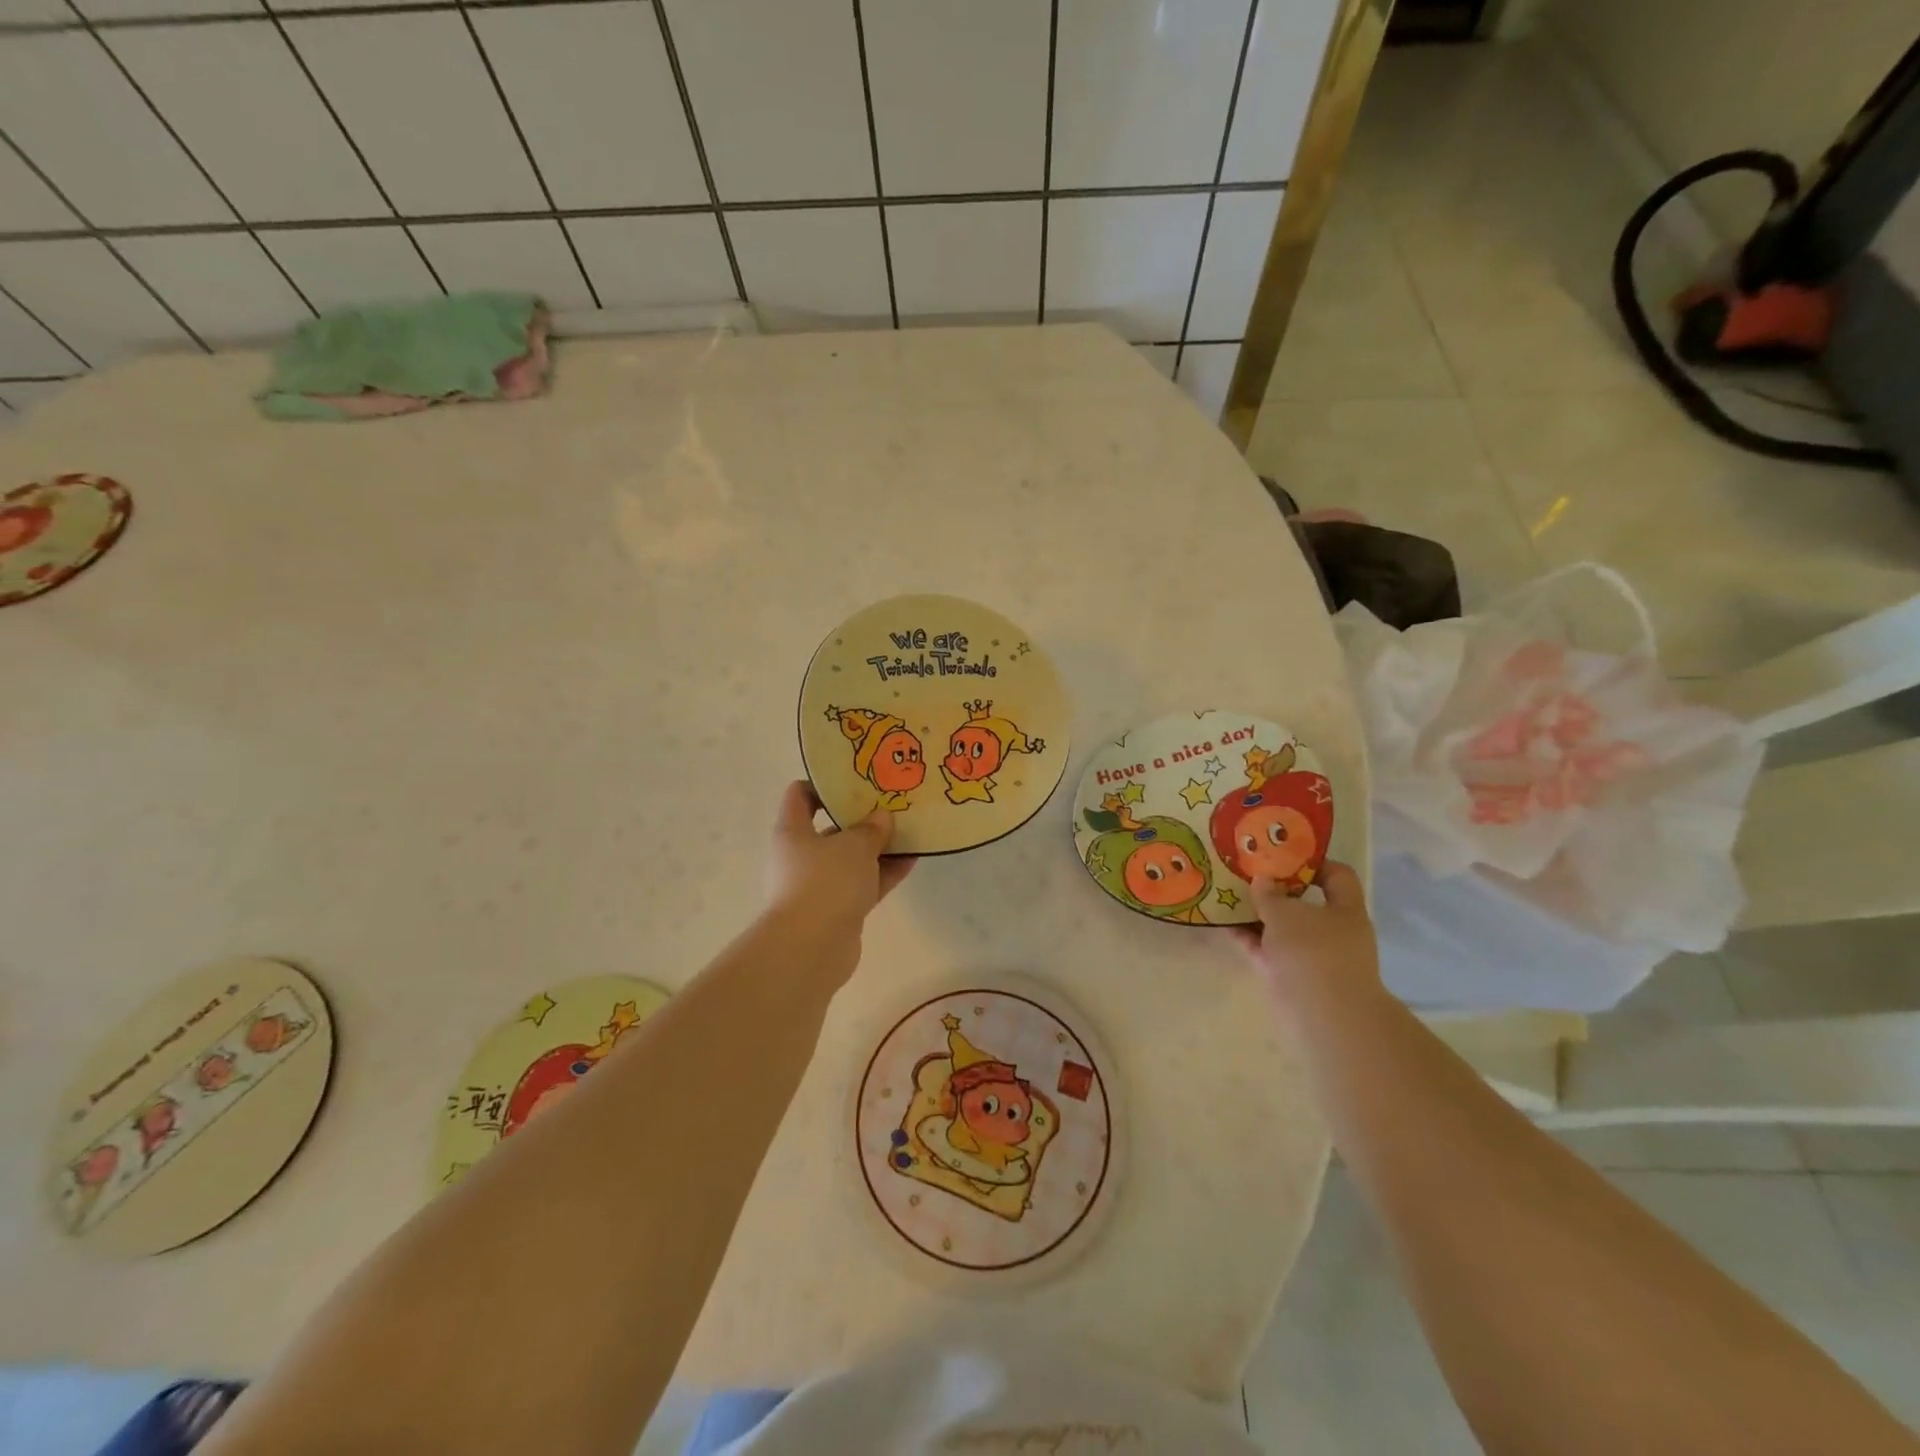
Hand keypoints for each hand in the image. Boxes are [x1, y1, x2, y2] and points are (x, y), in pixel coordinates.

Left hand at [764, 781, 913, 976]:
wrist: (812, 947)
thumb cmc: (826, 881)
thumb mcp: (854, 845)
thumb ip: (871, 828)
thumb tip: (881, 817)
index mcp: (792, 831)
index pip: (800, 795)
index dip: (824, 784)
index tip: (856, 780)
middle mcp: (801, 855)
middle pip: (831, 828)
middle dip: (862, 818)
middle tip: (892, 804)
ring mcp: (819, 884)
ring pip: (851, 858)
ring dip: (878, 847)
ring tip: (911, 830)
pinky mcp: (837, 909)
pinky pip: (864, 883)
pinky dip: (884, 872)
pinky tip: (913, 860)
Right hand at [1232, 861, 1381, 1017]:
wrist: (1323, 1014)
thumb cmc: (1313, 952)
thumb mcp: (1286, 913)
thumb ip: (1270, 894)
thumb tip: (1264, 880)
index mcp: (1344, 909)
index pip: (1337, 875)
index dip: (1312, 862)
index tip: (1281, 854)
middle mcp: (1332, 931)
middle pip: (1303, 902)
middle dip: (1275, 889)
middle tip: (1246, 873)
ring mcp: (1311, 956)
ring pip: (1281, 928)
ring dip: (1256, 914)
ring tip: (1226, 895)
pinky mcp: (1290, 976)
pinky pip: (1266, 950)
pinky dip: (1248, 938)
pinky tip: (1222, 924)